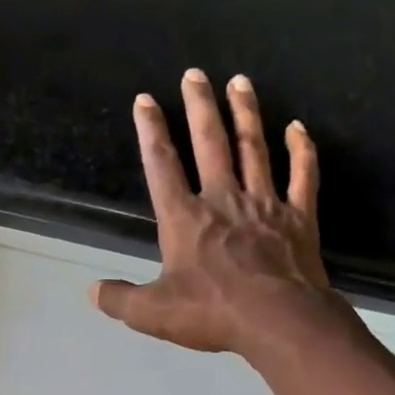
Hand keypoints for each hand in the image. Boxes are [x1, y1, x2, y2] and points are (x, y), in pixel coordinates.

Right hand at [92, 69, 328, 356]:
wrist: (278, 321)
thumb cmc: (211, 313)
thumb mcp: (152, 313)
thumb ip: (120, 300)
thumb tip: (92, 290)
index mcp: (184, 219)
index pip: (162, 166)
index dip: (151, 131)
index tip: (145, 100)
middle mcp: (223, 200)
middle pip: (210, 143)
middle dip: (199, 106)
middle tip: (195, 73)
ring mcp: (264, 204)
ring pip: (253, 148)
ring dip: (246, 113)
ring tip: (240, 82)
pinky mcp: (299, 218)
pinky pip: (302, 176)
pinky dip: (301, 150)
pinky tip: (298, 128)